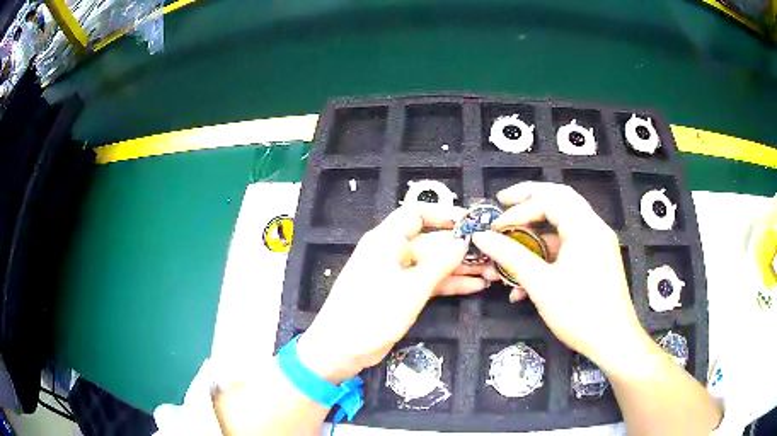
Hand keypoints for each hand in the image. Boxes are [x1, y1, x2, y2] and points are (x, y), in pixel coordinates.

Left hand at [297, 204, 487, 383]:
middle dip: (460, 248)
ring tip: (491, 272)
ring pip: (433, 264)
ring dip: (460, 268)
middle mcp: (392, 252)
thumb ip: (440, 263)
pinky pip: (429, 283)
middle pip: (431, 241)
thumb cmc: (373, 312)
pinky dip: (450, 284)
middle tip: (491, 253)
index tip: (470, 222)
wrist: (342, 348)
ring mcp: (398, 275)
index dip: (443, 214)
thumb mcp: (411, 288)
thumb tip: (462, 242)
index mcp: (386, 240)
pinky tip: (475, 286)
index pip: (416, 214)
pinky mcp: (401, 294)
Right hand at [472, 182, 650, 372]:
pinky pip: (568, 248)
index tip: (495, 227)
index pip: (549, 199)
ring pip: (562, 227)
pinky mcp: (596, 261)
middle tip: (503, 204)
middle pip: (558, 201)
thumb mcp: (541, 284)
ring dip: (535, 237)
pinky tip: (526, 282)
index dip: (518, 208)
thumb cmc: (579, 312)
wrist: (613, 342)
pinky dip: (547, 257)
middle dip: (528, 202)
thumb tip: (481, 236)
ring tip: (510, 250)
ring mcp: (597, 244)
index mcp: (585, 227)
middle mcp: (594, 228)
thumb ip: (510, 256)